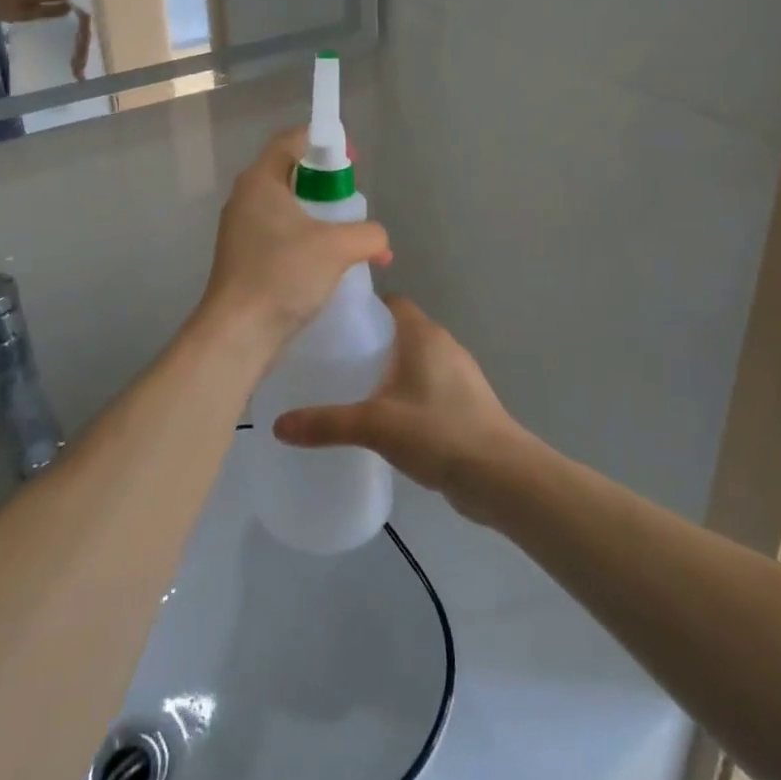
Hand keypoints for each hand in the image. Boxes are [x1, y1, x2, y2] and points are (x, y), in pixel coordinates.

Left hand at [193, 129, 390, 361]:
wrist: (238, 333)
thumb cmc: (283, 275)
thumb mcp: (337, 247)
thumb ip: (368, 234)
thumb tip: (378, 241)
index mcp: (260, 180)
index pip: (292, 140)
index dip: (325, 141)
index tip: (352, 160)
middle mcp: (247, 198)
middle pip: (291, 173)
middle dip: (327, 184)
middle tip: (353, 203)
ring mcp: (243, 230)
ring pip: (289, 208)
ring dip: (321, 217)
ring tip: (349, 237)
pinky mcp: (245, 258)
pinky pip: (282, 235)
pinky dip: (308, 240)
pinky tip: (330, 265)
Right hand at [274, 296, 525, 523]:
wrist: (502, 477)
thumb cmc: (439, 432)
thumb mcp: (375, 426)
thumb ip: (327, 423)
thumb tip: (278, 425)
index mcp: (424, 334)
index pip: (391, 303)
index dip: (363, 308)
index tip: (331, 324)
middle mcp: (443, 345)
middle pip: (399, 331)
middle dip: (368, 342)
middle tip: (331, 359)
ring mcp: (458, 375)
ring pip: (413, 360)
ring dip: (387, 370)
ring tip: (350, 389)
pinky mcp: (464, 403)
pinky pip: (426, 386)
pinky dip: (405, 393)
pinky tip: (384, 419)